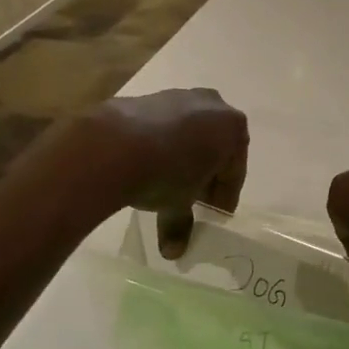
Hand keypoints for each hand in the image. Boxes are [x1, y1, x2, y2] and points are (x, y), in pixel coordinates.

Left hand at [90, 90, 247, 256]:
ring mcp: (179, 96)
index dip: (225, 195)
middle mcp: (212, 105)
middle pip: (214, 146)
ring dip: (183, 156)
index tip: (216, 213)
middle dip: (206, 172)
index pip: (235, 170)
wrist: (113, 145)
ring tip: (167, 182)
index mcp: (232, 128)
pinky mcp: (148, 98)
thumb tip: (174, 252)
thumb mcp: (179, 204)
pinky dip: (159, 144)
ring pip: (189, 133)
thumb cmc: (165, 174)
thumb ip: (181, 223)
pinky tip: (145, 164)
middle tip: (195, 198)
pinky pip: (163, 126)